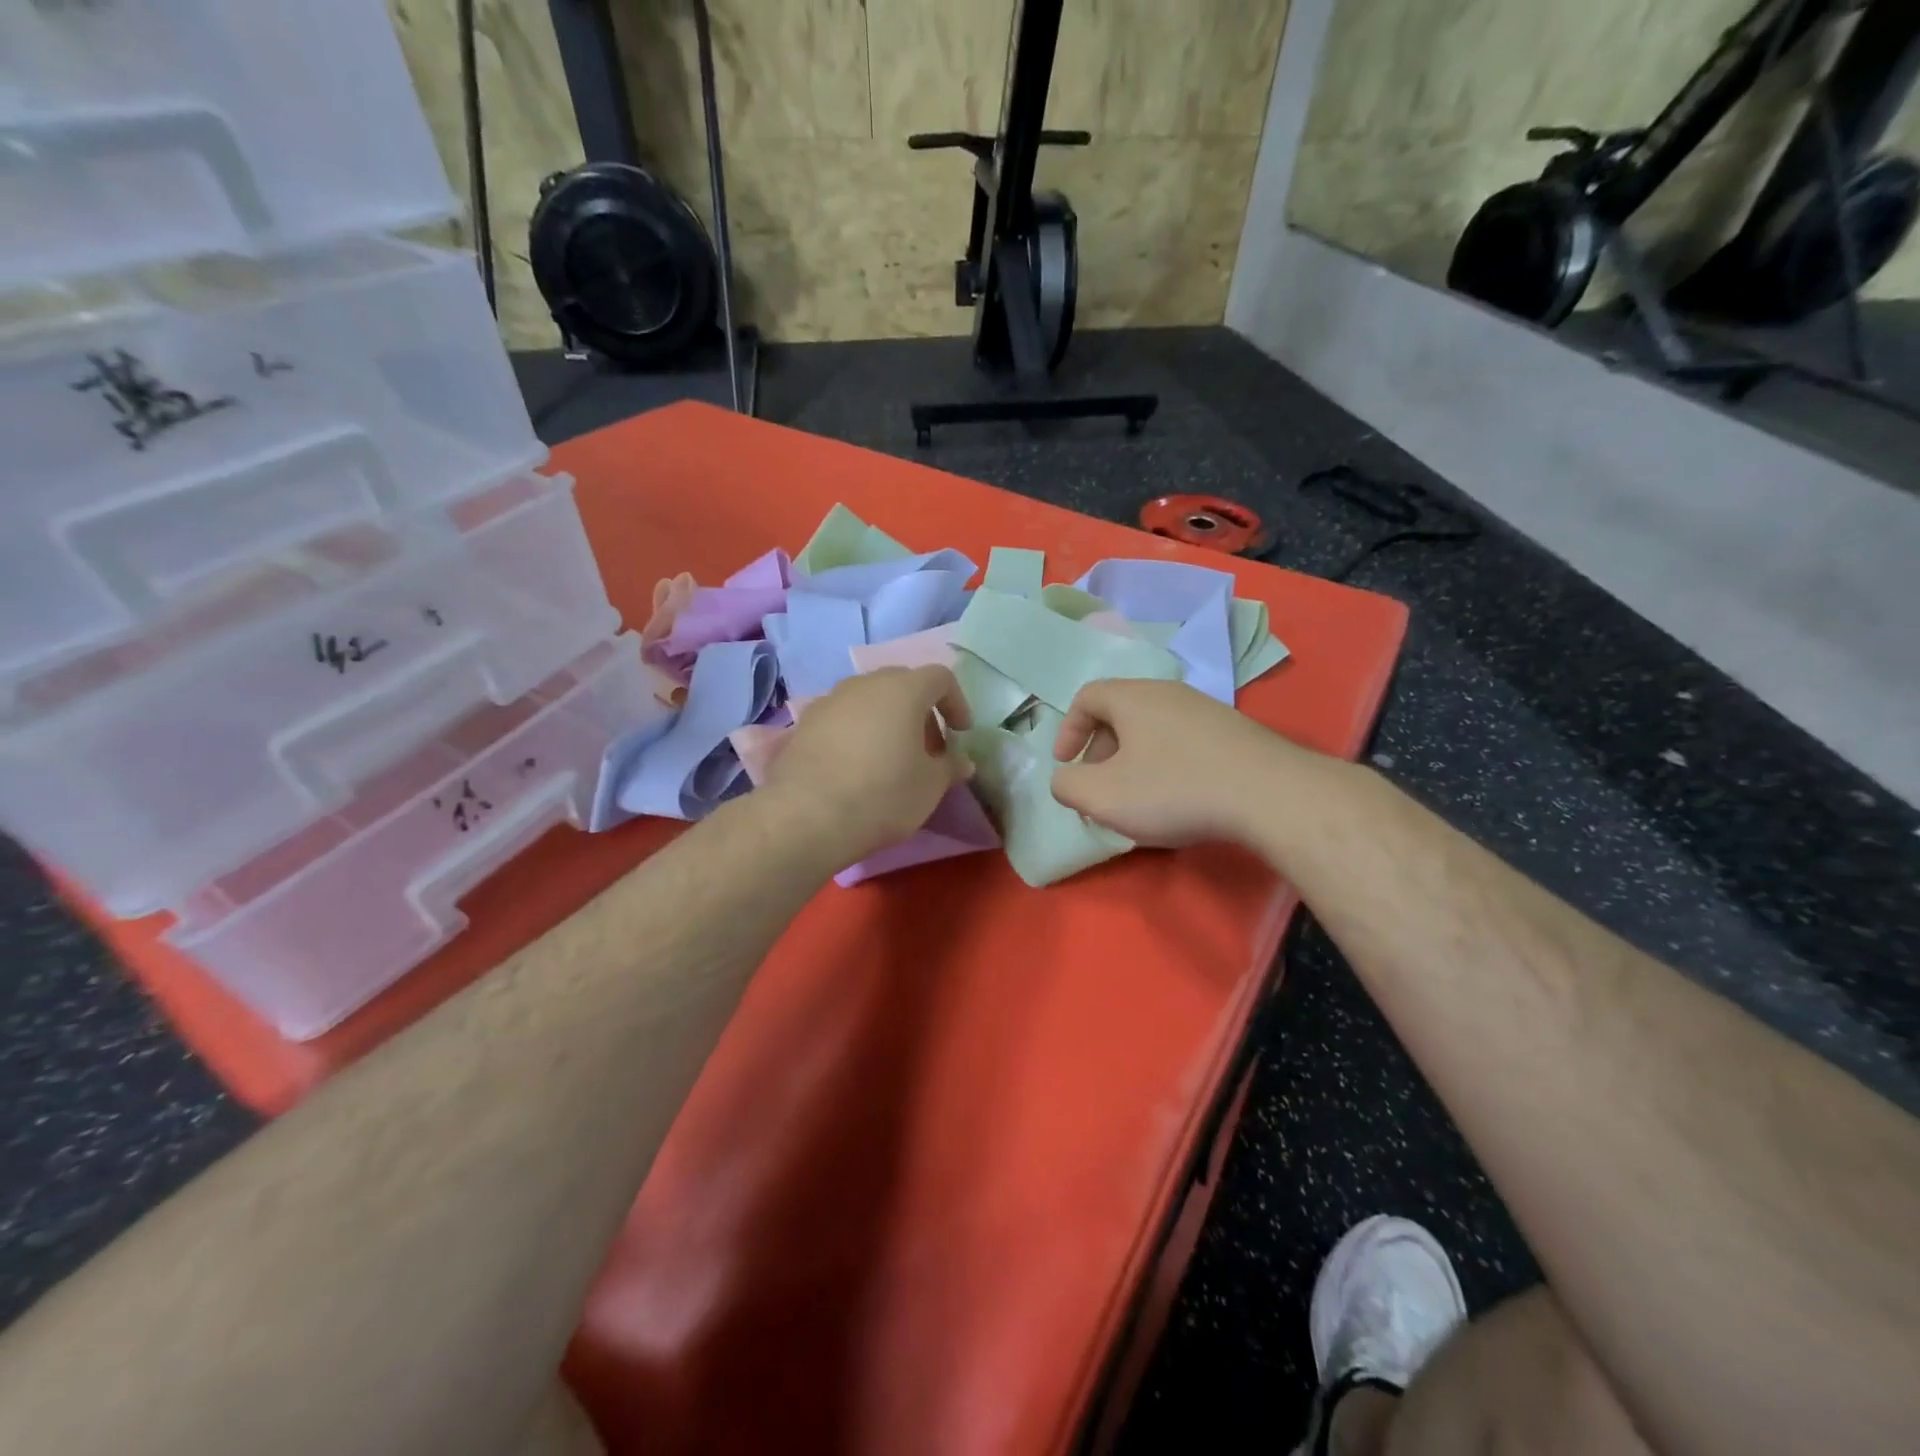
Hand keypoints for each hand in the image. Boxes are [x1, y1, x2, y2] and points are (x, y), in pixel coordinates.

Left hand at [761, 666, 974, 863]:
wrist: (807, 815)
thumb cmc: (883, 794)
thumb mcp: (930, 786)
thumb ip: (950, 767)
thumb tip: (962, 761)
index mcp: (904, 689)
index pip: (940, 677)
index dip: (956, 702)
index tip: (960, 733)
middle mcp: (865, 683)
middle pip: (902, 684)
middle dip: (920, 711)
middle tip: (927, 748)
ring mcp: (830, 700)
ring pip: (869, 699)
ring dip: (887, 720)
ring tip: (891, 757)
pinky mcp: (804, 723)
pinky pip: (842, 718)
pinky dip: (857, 732)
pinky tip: (856, 766)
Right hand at [1050, 678, 1306, 846]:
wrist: (1270, 795)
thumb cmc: (1175, 790)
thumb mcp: (1103, 796)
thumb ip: (1068, 785)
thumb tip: (1066, 779)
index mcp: (1133, 697)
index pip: (1087, 697)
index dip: (1068, 730)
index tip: (1066, 764)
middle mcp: (1169, 692)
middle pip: (1120, 712)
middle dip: (1100, 750)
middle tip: (1099, 787)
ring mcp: (1207, 710)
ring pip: (1154, 728)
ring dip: (1134, 760)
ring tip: (1138, 798)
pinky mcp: (1235, 733)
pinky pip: (1184, 741)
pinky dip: (1167, 764)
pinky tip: (1179, 799)